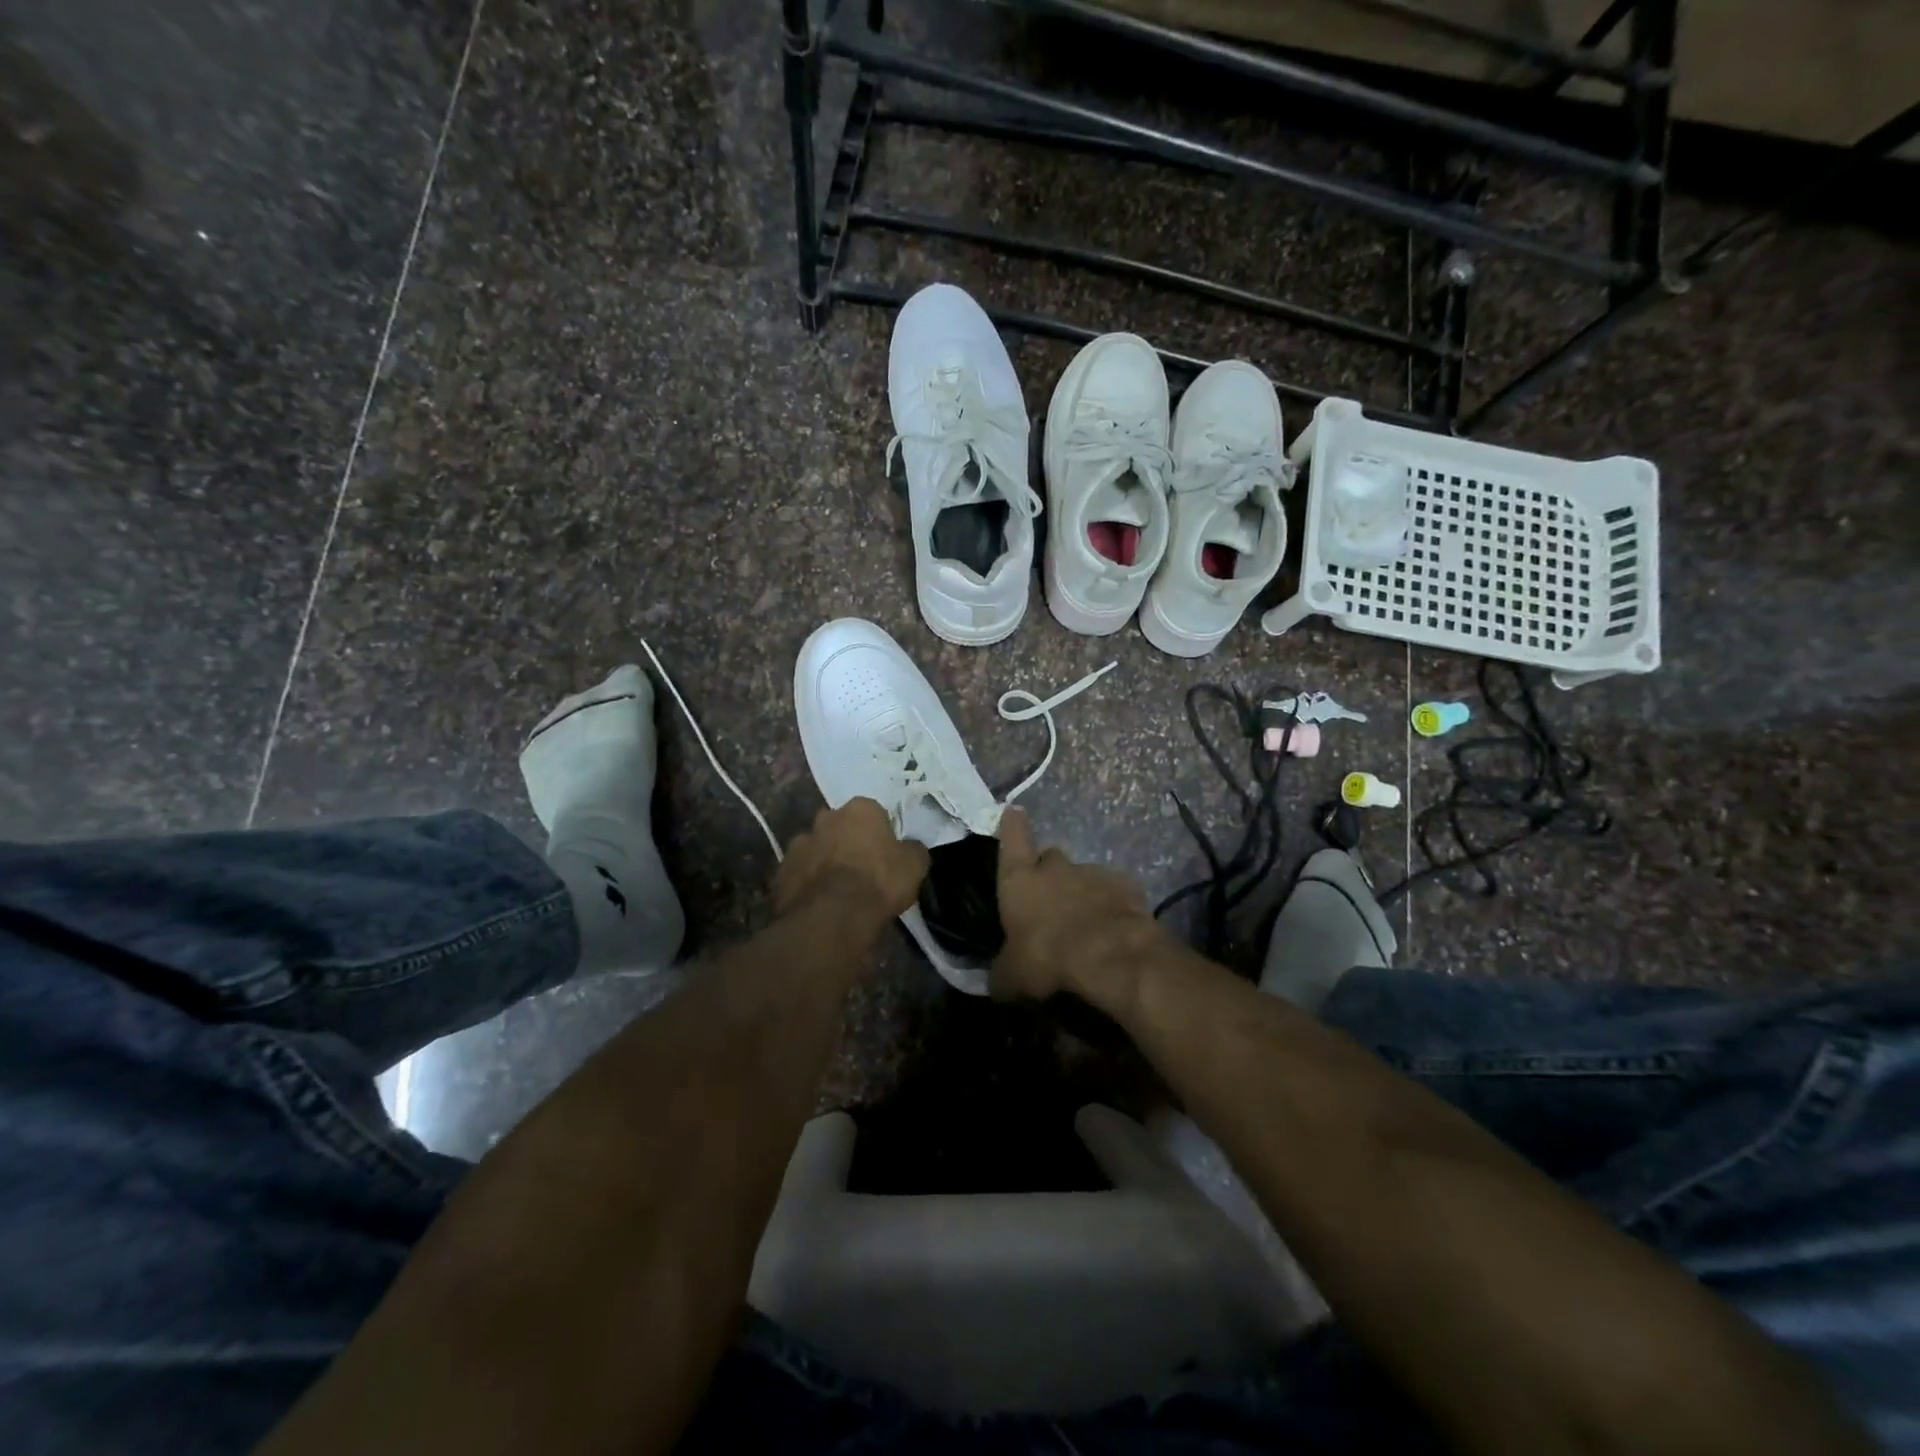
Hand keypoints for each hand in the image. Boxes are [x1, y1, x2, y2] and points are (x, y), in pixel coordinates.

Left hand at [774, 797, 928, 938]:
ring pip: (816, 848)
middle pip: (839, 826)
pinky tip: (818, 902)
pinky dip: (807, 882)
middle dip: (847, 841)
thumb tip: (910, 847)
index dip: (880, 833)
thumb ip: (913, 849)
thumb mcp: (915, 865)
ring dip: (824, 860)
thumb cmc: (879, 882)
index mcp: (860, 809)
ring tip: (837, 889)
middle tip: (861, 869)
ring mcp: (799, 843)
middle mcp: (826, 817)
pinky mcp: (781, 871)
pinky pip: (799, 873)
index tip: (885, 854)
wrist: (833, 917)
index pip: (873, 812)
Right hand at [992, 808, 1164, 1004]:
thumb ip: (1003, 973)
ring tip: (1085, 923)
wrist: (1110, 956)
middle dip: (1049, 871)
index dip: (1012, 826)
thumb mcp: (1013, 977)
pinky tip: (1112, 928)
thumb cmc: (1048, 957)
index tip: (1013, 810)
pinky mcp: (1126, 887)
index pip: (1013, 839)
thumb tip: (998, 982)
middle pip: (1050, 857)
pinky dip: (1111, 905)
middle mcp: (1055, 868)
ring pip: (1084, 876)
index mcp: (1020, 880)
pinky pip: (1114, 891)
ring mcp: (1093, 873)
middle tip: (1050, 898)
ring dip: (1081, 892)